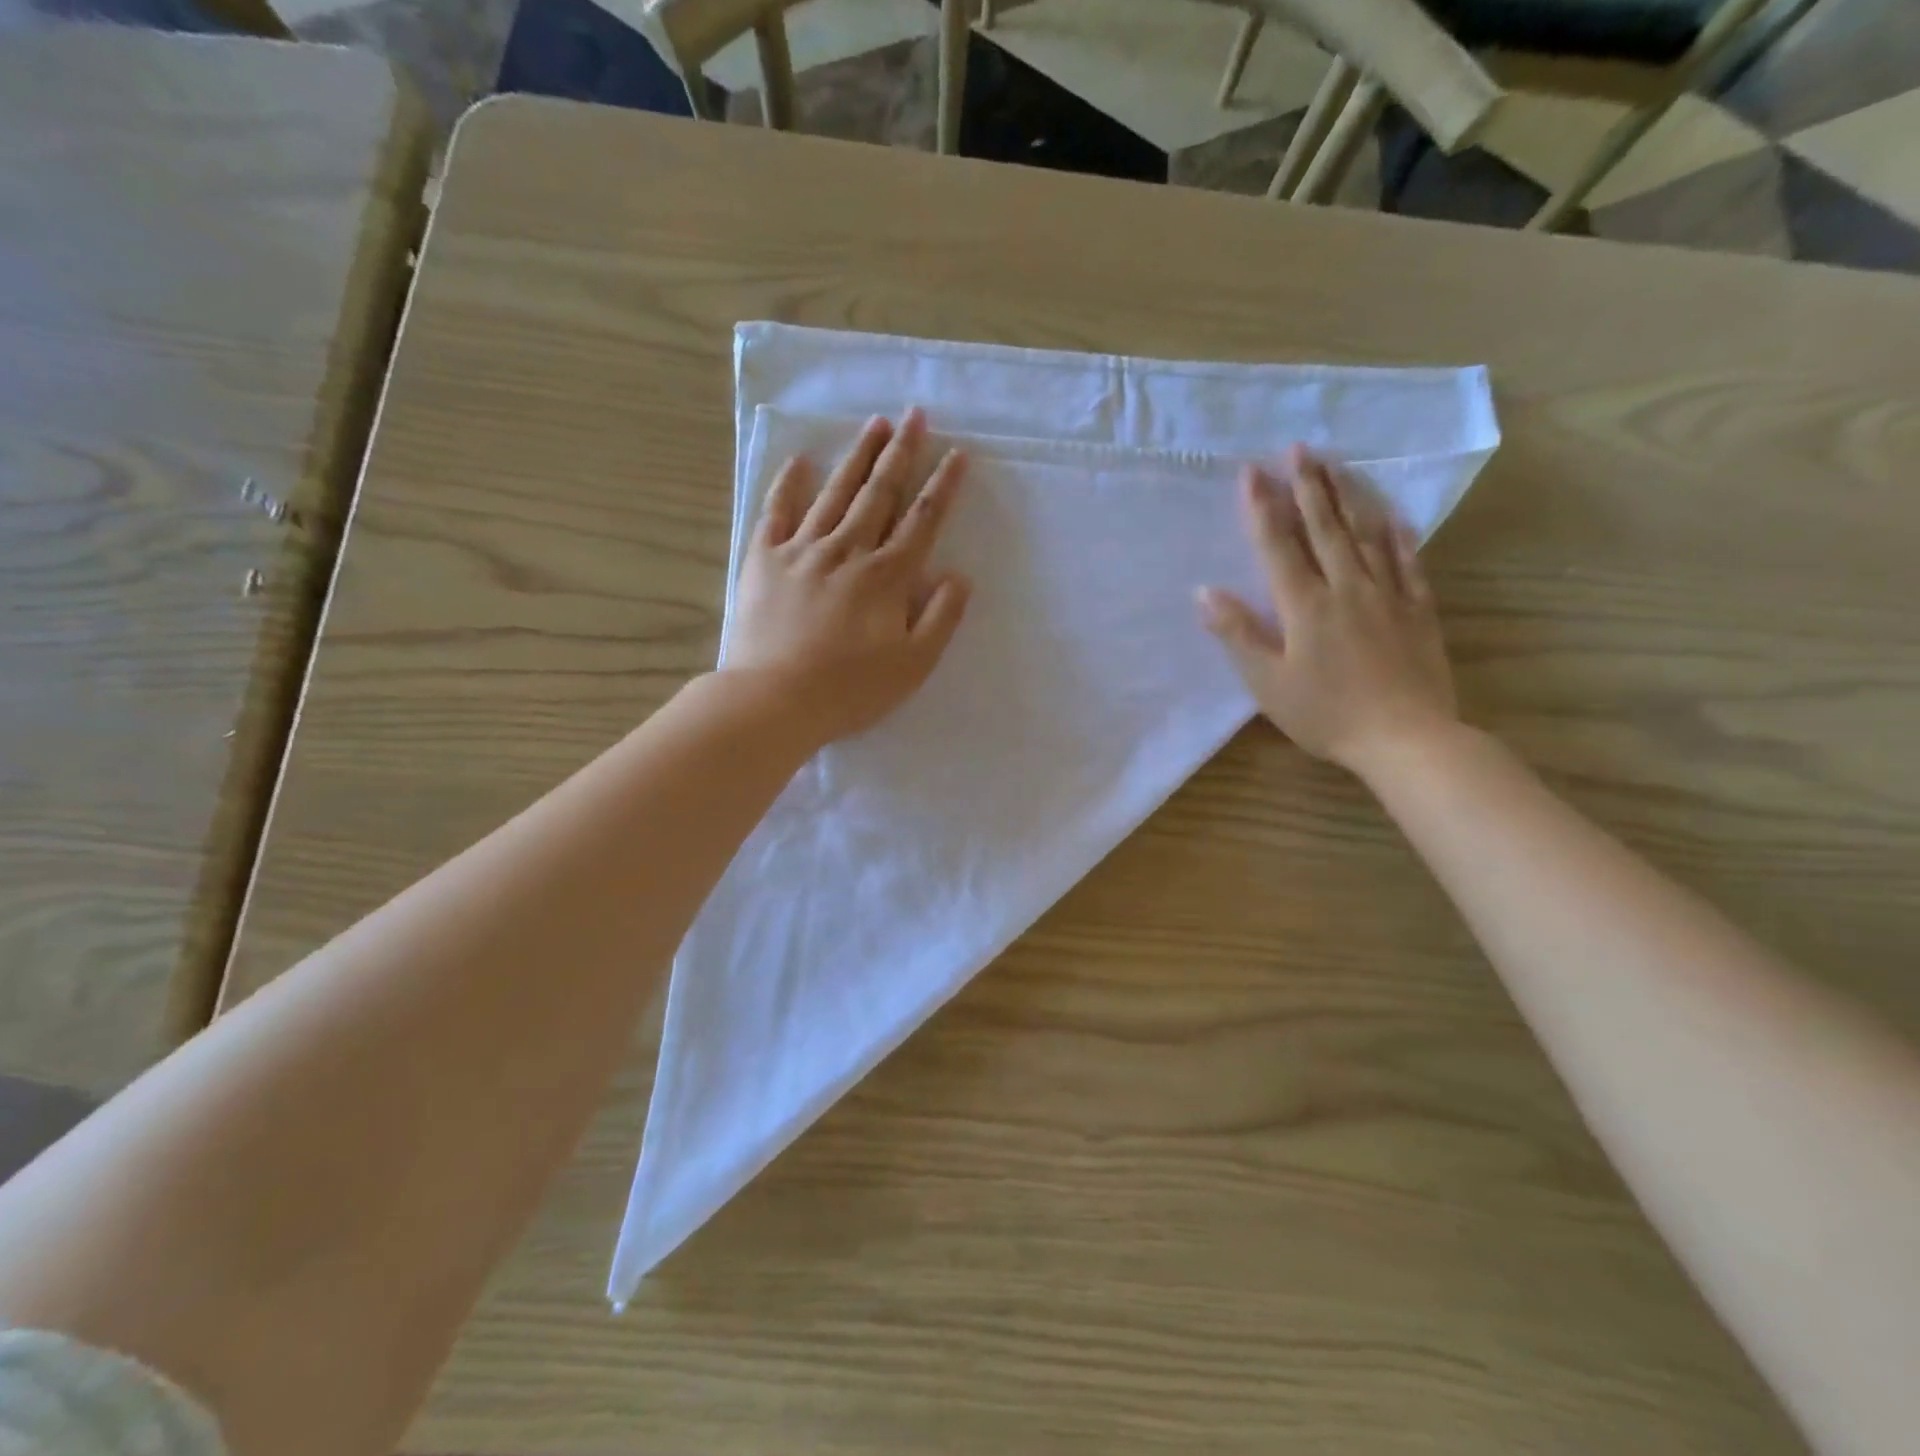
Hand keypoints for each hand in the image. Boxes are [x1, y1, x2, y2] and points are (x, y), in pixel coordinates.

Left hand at [726, 408, 970, 744]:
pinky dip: (788, 485)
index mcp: (886, 577)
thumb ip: (941, 618)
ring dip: (857, 457)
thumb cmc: (850, 690)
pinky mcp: (764, 560)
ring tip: (874, 424)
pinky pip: (777, 512)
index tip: (956, 453)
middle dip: (901, 453)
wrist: (774, 700)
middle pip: (879, 493)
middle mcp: (847, 551)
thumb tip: (959, 576)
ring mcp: (802, 550)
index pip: (921, 521)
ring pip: (835, 493)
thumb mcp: (913, 665)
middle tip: (915, 415)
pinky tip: (799, 461)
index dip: (942, 486)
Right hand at [1198, 446, 1458, 778]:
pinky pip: (1407, 562)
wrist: (1406, 738)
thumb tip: (1205, 592)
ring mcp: (1386, 595)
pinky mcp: (1417, 610)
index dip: (1262, 507)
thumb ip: (1238, 634)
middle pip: (1324, 527)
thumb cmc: (1326, 714)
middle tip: (1298, 448)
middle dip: (1307, 486)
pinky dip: (1397, 535)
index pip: (1278, 545)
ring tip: (1335, 465)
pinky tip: (1392, 516)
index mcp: (1304, 605)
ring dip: (1347, 497)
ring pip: (1365, 535)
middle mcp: (1346, 587)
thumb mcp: (1268, 683)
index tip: (1251, 471)